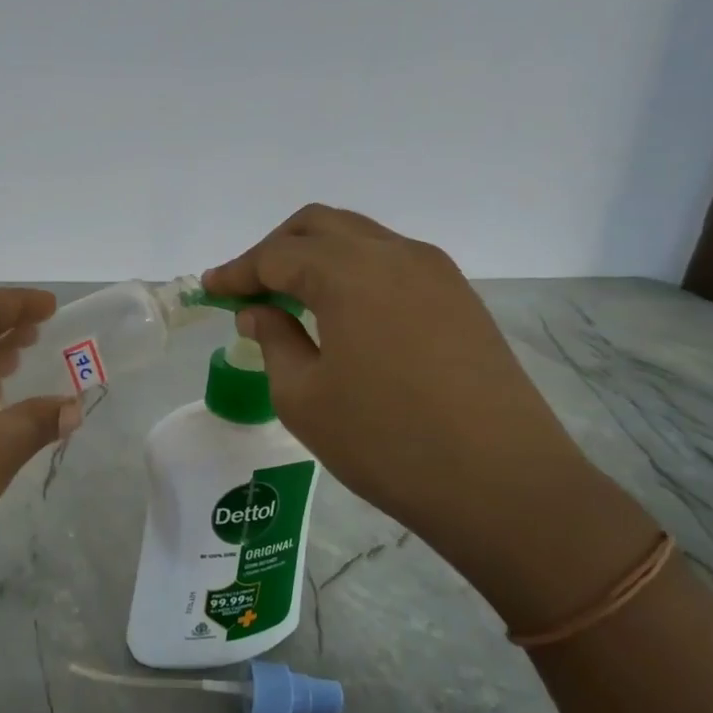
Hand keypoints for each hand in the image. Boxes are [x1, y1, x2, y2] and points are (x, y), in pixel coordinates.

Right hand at [203, 206, 656, 625]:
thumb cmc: (386, 443)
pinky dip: (353, 272)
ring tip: (290, 300)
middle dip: (274, 250)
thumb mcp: (304, 397)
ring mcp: (435, 272)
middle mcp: (394, 254)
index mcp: (349, 273)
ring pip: (359, 239)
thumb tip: (257, 313)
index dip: (236, 271)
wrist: (504, 485)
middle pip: (318, 227)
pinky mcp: (459, 297)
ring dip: (316, 257)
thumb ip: (273, 341)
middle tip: (248, 290)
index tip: (209, 289)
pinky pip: (391, 263)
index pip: (276, 255)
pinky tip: (342, 313)